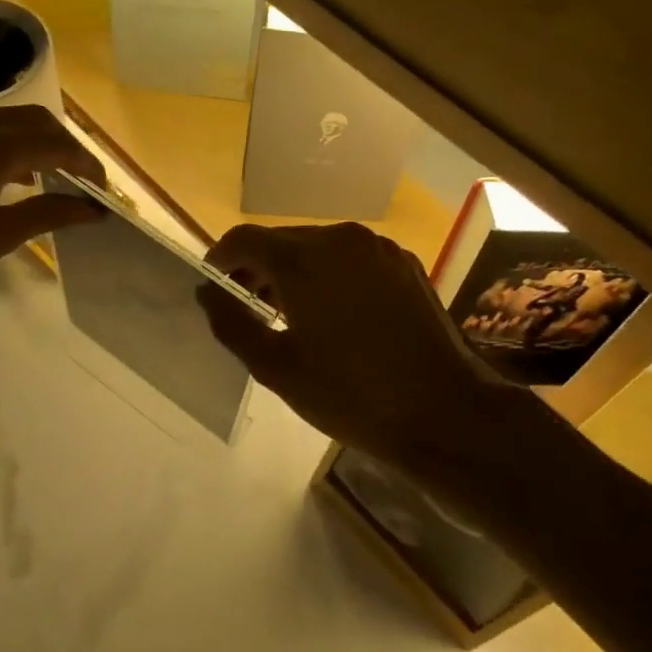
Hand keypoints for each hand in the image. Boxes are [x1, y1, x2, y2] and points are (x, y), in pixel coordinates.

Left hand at [0, 105, 105, 331]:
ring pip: (10, 122)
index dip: (86, 166)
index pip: (55, 145)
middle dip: (67, 150)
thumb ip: (47, 214)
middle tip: (86, 187)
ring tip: (59, 184)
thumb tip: (93, 210)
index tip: (105, 192)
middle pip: (36, 122)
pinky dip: (11, 147)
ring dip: (39, 145)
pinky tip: (19, 181)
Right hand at [199, 222, 534, 482]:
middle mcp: (341, 239)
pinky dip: (329, 275)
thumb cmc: (350, 394)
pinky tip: (331, 313)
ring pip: (319, 247)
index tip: (212, 284)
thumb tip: (207, 292)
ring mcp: (378, 248)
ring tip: (285, 313)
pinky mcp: (404, 264)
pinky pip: (351, 258)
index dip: (220, 258)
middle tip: (244, 306)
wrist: (444, 412)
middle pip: (283, 241)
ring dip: (293, 271)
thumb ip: (232, 323)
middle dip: (256, 267)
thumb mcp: (276, 367)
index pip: (245, 239)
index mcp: (305, 259)